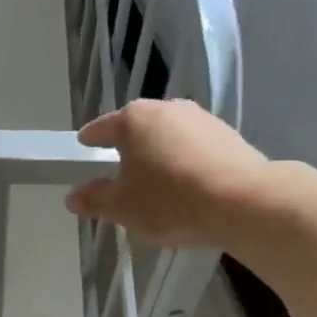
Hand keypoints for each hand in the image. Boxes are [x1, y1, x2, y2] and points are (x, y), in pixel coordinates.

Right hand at [65, 99, 269, 247]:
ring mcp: (200, 119)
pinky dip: (184, 160)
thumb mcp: (123, 208)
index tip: (84, 144)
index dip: (90, 139)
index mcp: (133, 120)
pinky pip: (194, 147)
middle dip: (127, 147)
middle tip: (119, 170)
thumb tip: (73, 197)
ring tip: (155, 181)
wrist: (243, 202)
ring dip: (159, 153)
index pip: (102, 128)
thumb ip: (96, 200)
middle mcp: (167, 108)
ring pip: (168, 135)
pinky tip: (187, 184)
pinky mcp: (227, 135)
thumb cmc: (171, 201)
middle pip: (137, 128)